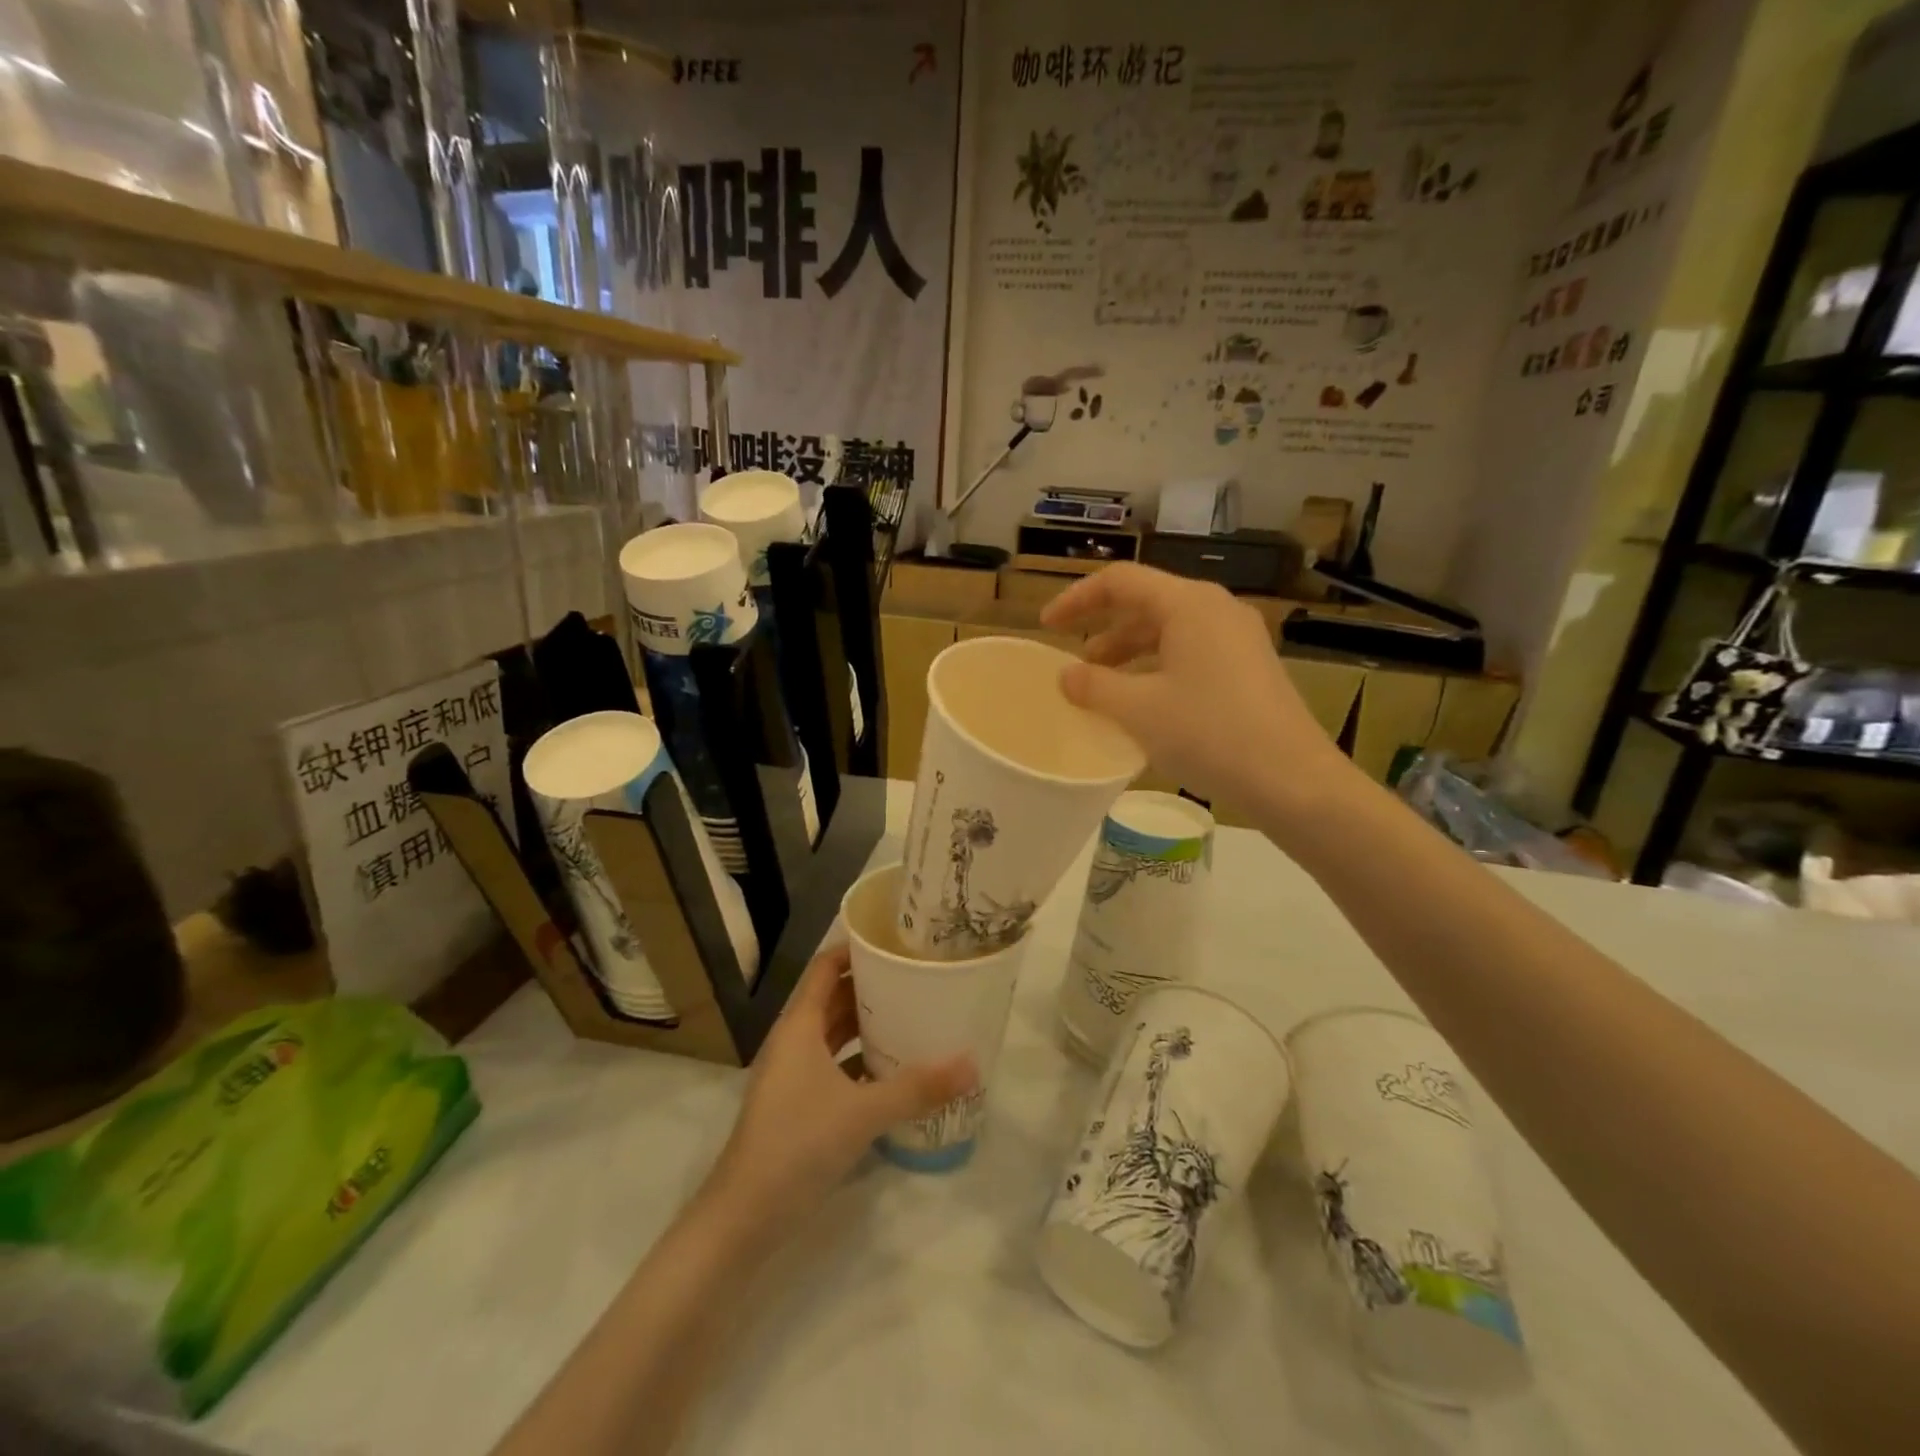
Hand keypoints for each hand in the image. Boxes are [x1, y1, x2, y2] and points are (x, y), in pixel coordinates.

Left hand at [707, 947, 975, 1223]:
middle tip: (917, 978)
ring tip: (912, 1016)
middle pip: (833, 999)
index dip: (856, 950)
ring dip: (867, 1026)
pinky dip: (860, 1062)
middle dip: (871, 987)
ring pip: (834, 1035)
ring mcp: (793, 1076)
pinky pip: (834, 1067)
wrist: (743, 1219)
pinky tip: (893, 1072)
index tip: (896, 941)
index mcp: (800, 1026)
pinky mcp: (798, 1106)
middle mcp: (794, 1042)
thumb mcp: (863, 1112)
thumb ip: (917, 1087)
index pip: (826, 968)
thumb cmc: (797, 1145)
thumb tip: (971, 1063)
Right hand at [1042, 563, 1353, 813]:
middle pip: (1147, 602)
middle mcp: (1216, 609)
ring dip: (1130, 652)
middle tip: (1073, 660)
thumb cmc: (1209, 733)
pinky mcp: (1250, 667)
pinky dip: (1157, 667)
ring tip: (1102, 683)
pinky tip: (1144, 702)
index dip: (1077, 599)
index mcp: (1189, 604)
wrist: (1292, 779)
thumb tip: (1066, 676)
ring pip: (1170, 630)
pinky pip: (1191, 652)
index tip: (1046, 626)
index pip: (1120, 581)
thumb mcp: (1139, 710)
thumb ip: (1094, 686)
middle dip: (1103, 628)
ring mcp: (1239, 638)